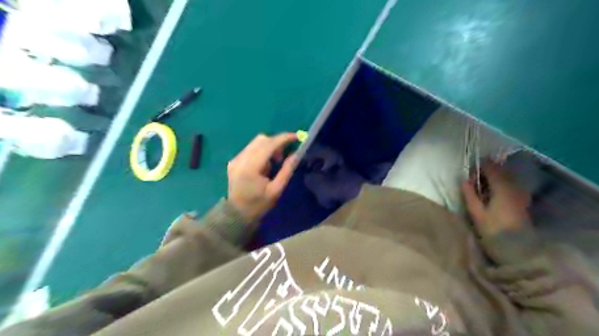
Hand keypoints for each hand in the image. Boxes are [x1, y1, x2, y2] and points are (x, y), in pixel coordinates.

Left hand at [227, 132, 295, 221]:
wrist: (237, 214)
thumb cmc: (259, 204)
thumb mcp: (276, 190)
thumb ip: (286, 170)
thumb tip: (296, 154)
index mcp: (251, 167)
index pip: (268, 145)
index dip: (283, 138)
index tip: (296, 137)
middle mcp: (241, 159)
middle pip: (261, 139)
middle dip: (276, 143)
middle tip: (284, 156)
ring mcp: (235, 159)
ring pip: (255, 142)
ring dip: (268, 146)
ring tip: (274, 162)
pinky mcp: (234, 161)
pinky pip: (250, 148)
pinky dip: (260, 151)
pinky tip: (264, 165)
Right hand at [460, 160, 529, 235]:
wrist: (519, 251)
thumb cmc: (494, 232)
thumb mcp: (477, 214)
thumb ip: (470, 195)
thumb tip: (464, 180)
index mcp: (502, 189)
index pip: (492, 168)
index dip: (479, 167)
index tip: (469, 172)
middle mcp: (514, 188)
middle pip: (501, 171)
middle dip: (487, 171)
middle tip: (473, 179)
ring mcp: (521, 194)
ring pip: (507, 178)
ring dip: (494, 177)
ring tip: (481, 186)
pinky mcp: (523, 202)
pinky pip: (511, 185)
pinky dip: (501, 184)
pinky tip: (493, 193)